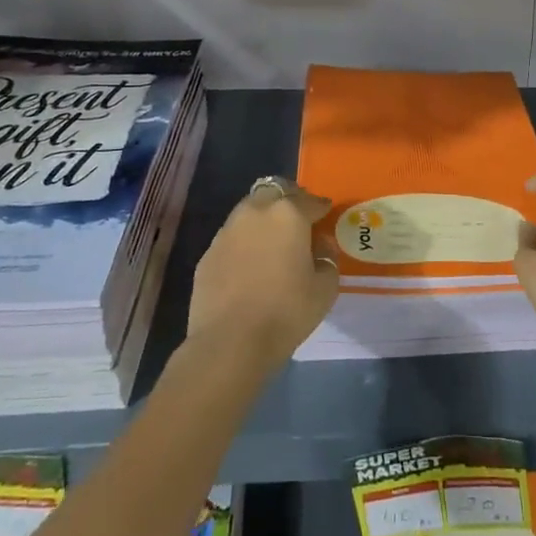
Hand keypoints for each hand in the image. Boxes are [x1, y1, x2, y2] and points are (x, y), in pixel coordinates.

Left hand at [186, 176, 338, 373]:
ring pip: (250, 211)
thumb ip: (328, 258)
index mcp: (288, 214)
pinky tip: (251, 265)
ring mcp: (227, 231)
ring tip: (273, 242)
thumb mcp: (325, 288)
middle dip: (289, 201)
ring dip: (264, 219)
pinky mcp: (208, 254)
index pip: (311, 200)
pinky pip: (233, 237)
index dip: (322, 208)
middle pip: (275, 192)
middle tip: (299, 222)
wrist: (229, 343)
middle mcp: (255, 212)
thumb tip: (319, 246)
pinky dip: (245, 242)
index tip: (326, 216)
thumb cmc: (286, 312)